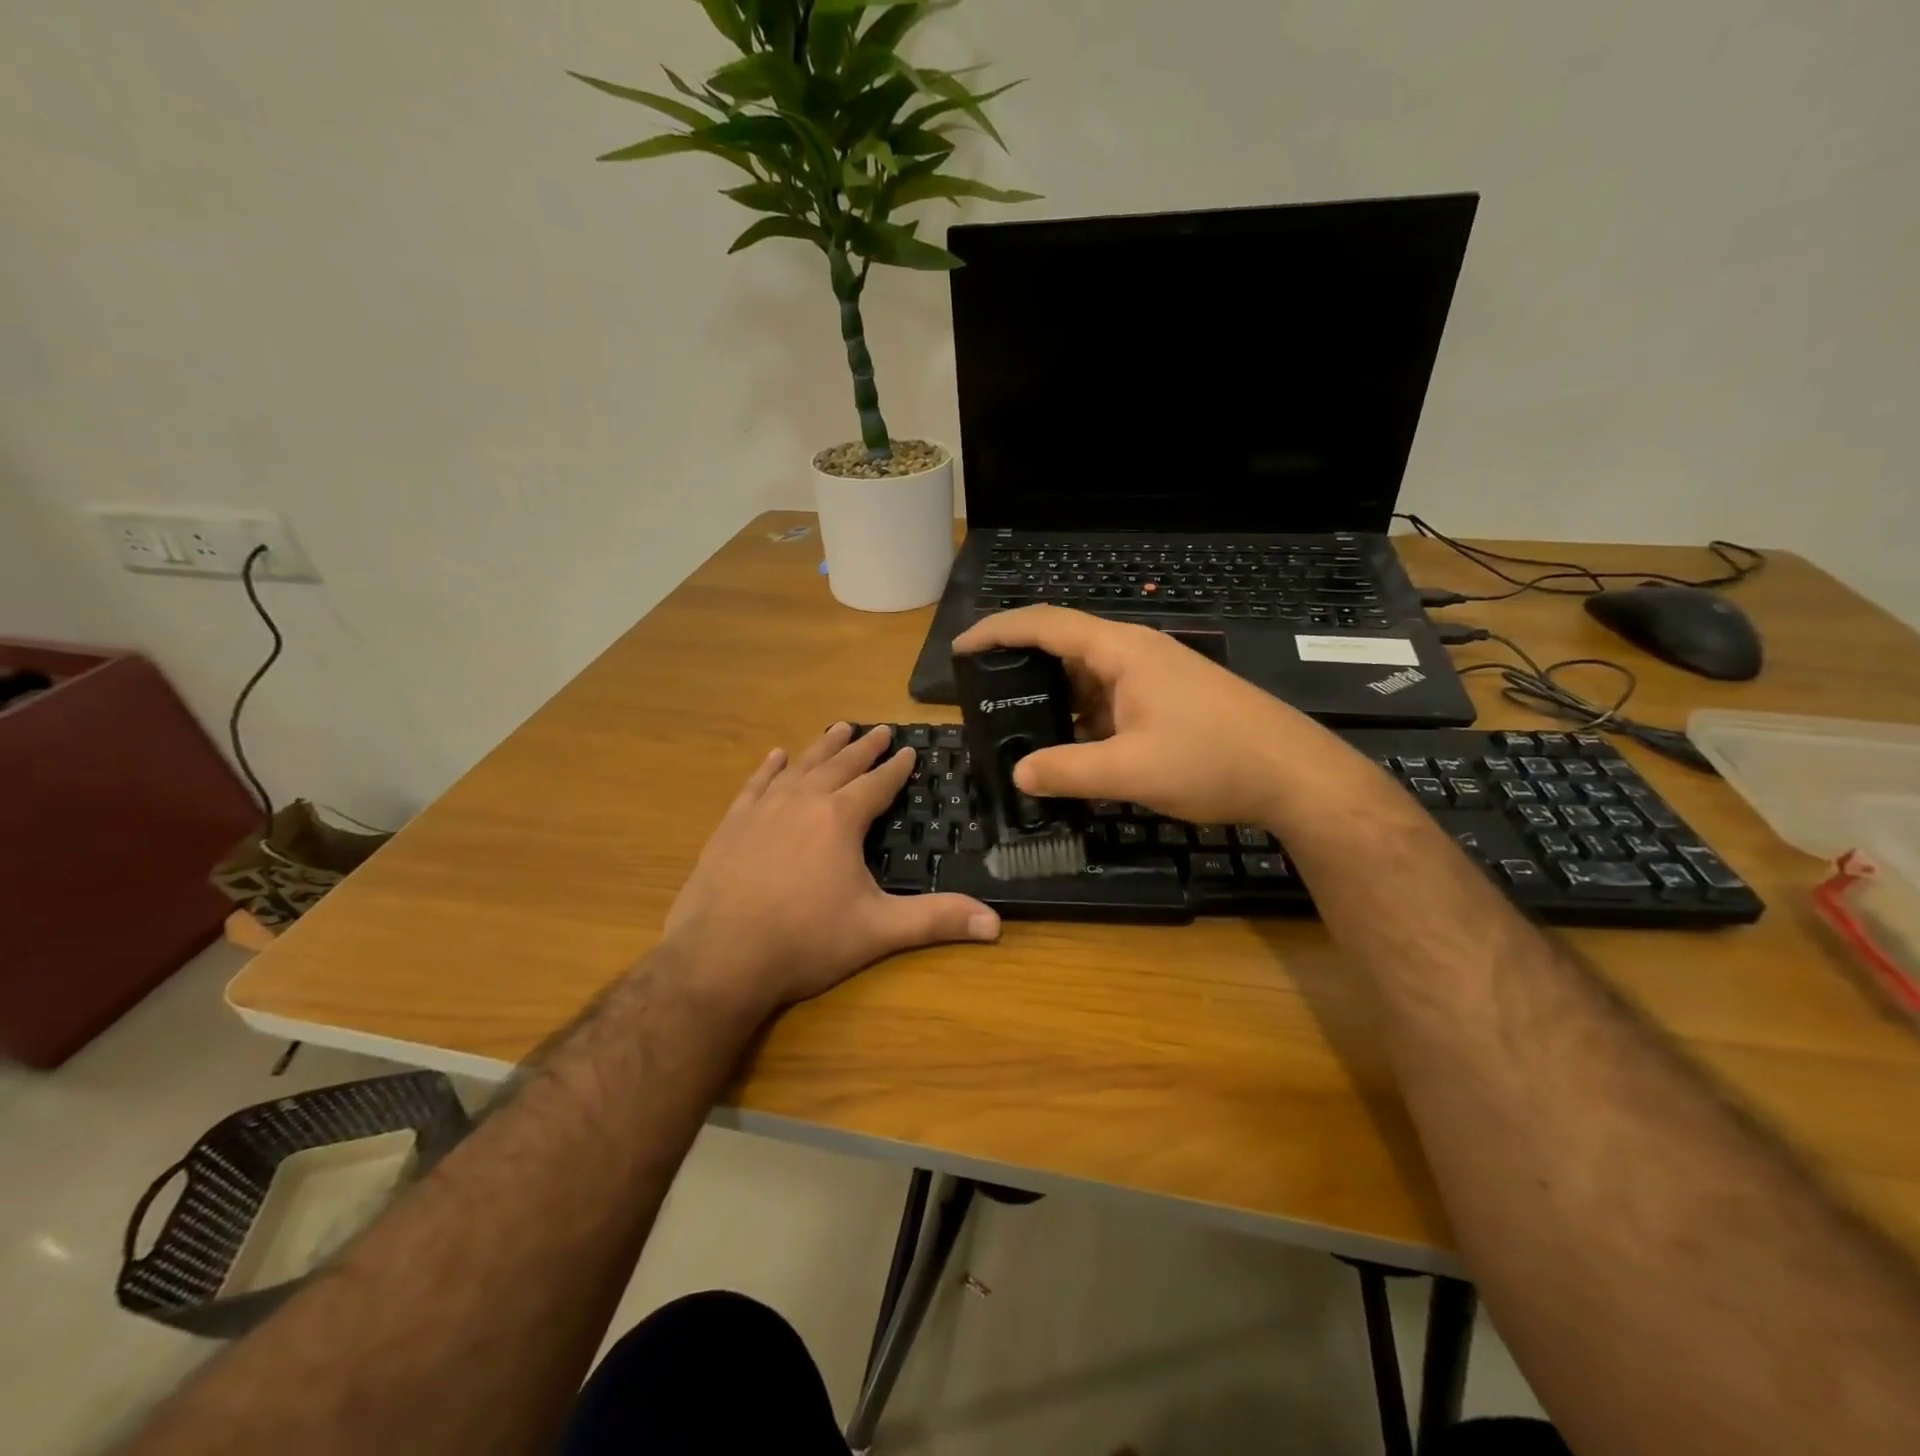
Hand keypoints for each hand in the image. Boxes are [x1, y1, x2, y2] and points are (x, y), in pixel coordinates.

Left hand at [661, 723, 1000, 1016]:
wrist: (718, 958)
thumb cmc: (805, 941)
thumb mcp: (878, 930)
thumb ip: (936, 920)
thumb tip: (996, 924)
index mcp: (840, 819)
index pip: (877, 784)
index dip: (896, 767)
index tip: (909, 749)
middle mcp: (803, 802)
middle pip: (840, 765)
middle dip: (863, 748)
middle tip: (879, 730)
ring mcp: (762, 810)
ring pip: (800, 767)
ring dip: (822, 747)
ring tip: (838, 728)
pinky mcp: (732, 825)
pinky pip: (756, 784)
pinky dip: (770, 768)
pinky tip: (777, 756)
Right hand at [953, 606, 1333, 825]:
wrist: (1295, 775)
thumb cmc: (1213, 760)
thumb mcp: (1131, 771)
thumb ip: (1067, 770)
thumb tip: (1019, 774)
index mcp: (1122, 652)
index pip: (1046, 624)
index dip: (998, 630)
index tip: (961, 647)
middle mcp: (1135, 653)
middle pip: (1064, 645)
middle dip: (1020, 665)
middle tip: (983, 695)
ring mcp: (1155, 676)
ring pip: (1087, 676)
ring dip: (1052, 696)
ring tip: (1016, 724)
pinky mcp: (1167, 700)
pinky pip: (1109, 699)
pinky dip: (1081, 716)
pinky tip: (1068, 745)